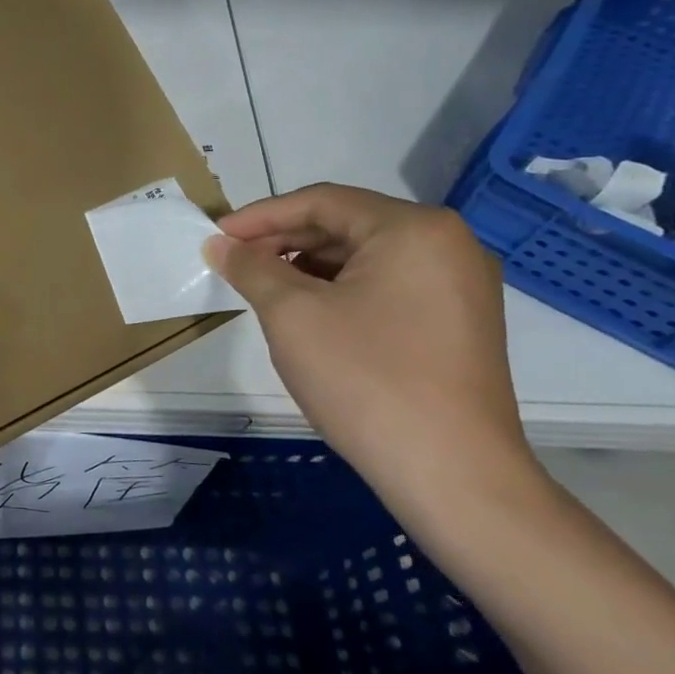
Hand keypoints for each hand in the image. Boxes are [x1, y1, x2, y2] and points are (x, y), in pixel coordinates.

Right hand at [202, 184, 545, 529]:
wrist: (451, 472)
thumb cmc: (366, 378)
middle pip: (345, 225)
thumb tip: (219, 244)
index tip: (215, 236)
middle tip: (233, 263)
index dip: (260, 216)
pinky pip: (385, 287)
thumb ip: (251, 267)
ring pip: (364, 258)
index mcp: (413, 229)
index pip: (321, 202)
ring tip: (261, 289)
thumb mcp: (292, 315)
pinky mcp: (457, 323)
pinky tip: (305, 314)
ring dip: (306, 267)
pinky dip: (338, 291)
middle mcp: (447, 245)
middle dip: (282, 241)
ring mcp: (459, 286)